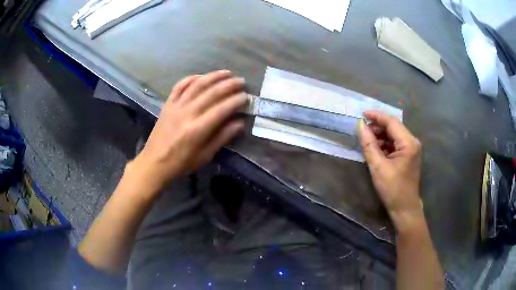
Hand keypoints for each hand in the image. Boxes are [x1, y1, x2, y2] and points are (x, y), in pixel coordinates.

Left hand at [131, 70, 245, 193]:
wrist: (154, 162)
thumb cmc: (181, 163)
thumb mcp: (204, 156)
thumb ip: (222, 138)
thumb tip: (239, 123)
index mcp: (198, 129)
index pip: (222, 109)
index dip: (236, 101)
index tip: (246, 96)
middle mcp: (188, 113)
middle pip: (211, 93)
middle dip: (229, 85)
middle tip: (241, 81)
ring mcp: (176, 106)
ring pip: (197, 85)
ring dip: (213, 76)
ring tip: (226, 73)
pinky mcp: (168, 104)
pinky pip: (180, 86)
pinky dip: (191, 78)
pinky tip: (201, 76)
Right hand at [358, 111, 423, 230]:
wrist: (404, 208)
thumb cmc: (392, 189)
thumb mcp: (378, 167)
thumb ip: (369, 144)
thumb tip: (360, 126)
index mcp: (408, 143)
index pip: (391, 122)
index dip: (376, 116)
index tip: (361, 114)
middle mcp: (412, 142)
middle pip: (393, 127)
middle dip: (377, 127)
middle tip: (362, 131)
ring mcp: (411, 149)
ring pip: (393, 135)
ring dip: (380, 136)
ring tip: (366, 141)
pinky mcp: (408, 155)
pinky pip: (395, 144)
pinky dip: (384, 144)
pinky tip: (375, 149)